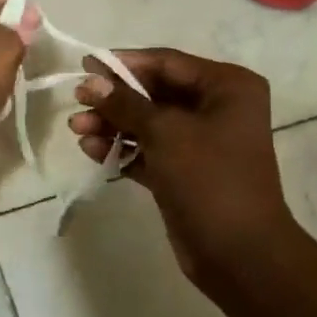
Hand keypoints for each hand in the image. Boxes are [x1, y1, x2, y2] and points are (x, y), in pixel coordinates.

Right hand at [68, 48, 295, 295]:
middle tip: (77, 102)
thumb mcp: (165, 133)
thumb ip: (125, 103)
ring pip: (148, 123)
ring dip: (112, 125)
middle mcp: (217, 108)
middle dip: (114, 99)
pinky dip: (122, 149)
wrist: (239, 253)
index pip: (166, 62)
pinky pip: (148, 150)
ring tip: (77, 130)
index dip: (124, 63)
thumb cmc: (209, 179)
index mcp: (227, 87)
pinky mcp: (184, 171)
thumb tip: (91, 81)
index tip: (84, 65)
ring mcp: (201, 142)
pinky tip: (92, 150)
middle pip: (154, 92)